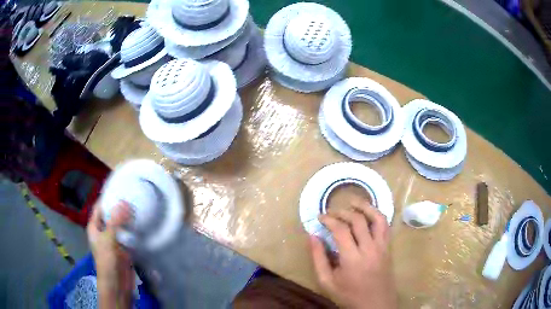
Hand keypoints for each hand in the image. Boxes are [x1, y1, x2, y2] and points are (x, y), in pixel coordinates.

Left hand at [87, 202, 133, 308]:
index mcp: (94, 227)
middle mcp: (103, 232)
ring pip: (120, 225)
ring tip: (139, 207)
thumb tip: (124, 202)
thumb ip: (116, 221)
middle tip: (132, 197)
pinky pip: (128, 235)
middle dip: (119, 207)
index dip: (107, 198)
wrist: (117, 283)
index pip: (99, 208)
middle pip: (111, 215)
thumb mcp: (109, 239)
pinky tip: (141, 224)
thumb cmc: (107, 261)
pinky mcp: (124, 248)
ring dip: (128, 219)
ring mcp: (114, 240)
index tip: (119, 188)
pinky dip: (133, 230)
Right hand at [309, 202, 396, 308]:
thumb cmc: (349, 295)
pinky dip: (377, 215)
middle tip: (331, 212)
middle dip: (342, 212)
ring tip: (353, 201)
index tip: (320, 217)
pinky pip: (385, 226)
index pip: (341, 230)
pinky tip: (368, 213)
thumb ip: (318, 258)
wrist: (375, 304)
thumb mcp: (327, 282)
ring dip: (365, 206)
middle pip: (358, 220)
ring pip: (377, 218)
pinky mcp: (388, 248)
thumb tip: (312, 236)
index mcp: (352, 259)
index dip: (329, 220)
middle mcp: (370, 249)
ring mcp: (382, 247)